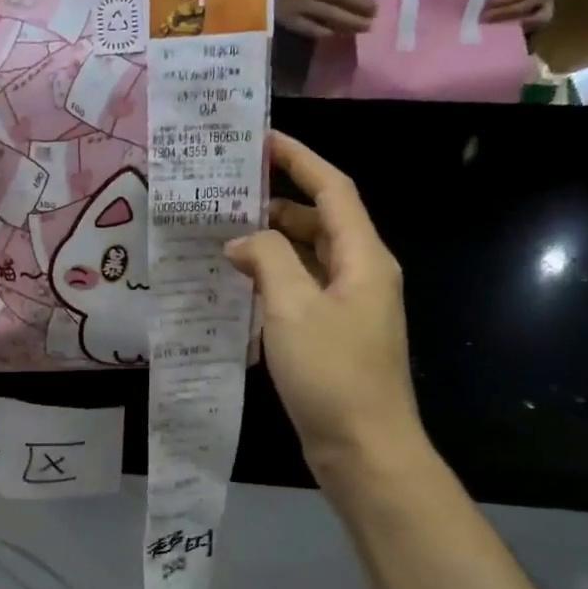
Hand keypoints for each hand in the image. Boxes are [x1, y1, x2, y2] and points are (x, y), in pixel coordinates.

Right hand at [225, 134, 424, 481]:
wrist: (364, 449)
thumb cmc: (332, 374)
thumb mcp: (293, 309)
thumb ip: (267, 261)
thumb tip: (242, 241)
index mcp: (363, 257)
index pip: (332, 189)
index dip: (299, 159)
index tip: (262, 139)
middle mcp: (362, 273)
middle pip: (320, 220)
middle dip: (278, 201)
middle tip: (227, 194)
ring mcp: (349, 307)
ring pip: (309, 257)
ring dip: (272, 243)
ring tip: (223, 236)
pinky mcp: (334, 335)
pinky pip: (302, 290)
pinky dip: (273, 279)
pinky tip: (238, 286)